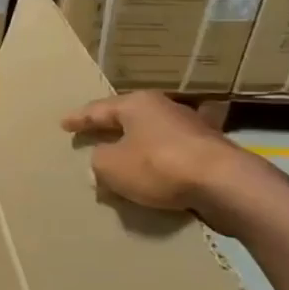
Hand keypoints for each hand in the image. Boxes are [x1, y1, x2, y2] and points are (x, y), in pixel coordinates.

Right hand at [61, 92, 266, 232]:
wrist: (224, 184)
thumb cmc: (158, 166)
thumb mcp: (111, 167)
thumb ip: (98, 162)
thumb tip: (102, 163)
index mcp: (137, 104)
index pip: (98, 110)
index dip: (79, 119)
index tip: (64, 124)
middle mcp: (165, 109)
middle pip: (129, 120)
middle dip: (110, 131)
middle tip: (93, 138)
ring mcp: (191, 129)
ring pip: (152, 137)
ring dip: (136, 150)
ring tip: (122, 162)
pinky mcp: (210, 152)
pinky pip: (172, 156)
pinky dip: (158, 165)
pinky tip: (153, 177)